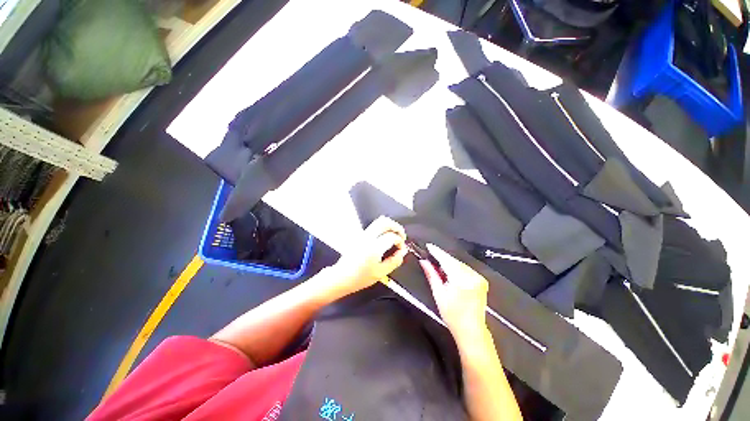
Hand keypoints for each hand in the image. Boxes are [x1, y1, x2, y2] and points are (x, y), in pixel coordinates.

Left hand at [327, 216, 407, 297]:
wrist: (341, 277)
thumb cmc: (359, 277)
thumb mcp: (380, 273)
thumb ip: (394, 261)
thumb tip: (402, 253)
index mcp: (374, 247)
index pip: (392, 236)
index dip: (400, 241)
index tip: (401, 249)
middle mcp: (368, 237)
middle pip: (384, 222)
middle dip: (396, 227)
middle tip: (401, 236)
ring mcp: (363, 235)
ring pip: (378, 222)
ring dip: (389, 226)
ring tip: (395, 236)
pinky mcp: (360, 236)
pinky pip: (374, 226)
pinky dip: (383, 229)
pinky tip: (386, 238)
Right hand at [421, 244, 489, 344]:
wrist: (471, 330)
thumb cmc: (452, 314)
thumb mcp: (438, 293)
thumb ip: (431, 274)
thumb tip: (423, 261)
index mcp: (461, 279)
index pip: (447, 260)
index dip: (437, 252)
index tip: (429, 246)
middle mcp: (472, 276)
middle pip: (454, 261)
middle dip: (442, 258)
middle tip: (431, 258)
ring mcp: (479, 278)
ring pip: (460, 264)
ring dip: (449, 263)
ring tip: (439, 268)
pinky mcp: (481, 281)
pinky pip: (466, 269)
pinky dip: (457, 269)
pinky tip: (450, 273)